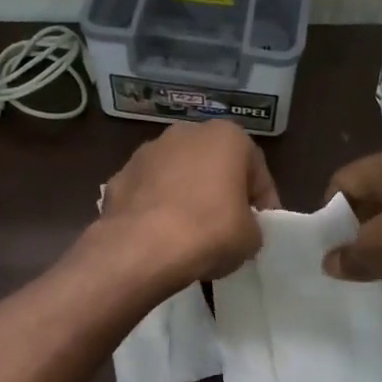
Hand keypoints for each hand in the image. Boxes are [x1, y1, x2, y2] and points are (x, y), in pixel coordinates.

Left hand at [99, 120, 281, 286]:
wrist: (142, 248)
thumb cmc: (210, 232)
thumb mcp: (251, 238)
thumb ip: (251, 225)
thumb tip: (239, 229)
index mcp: (227, 136)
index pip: (256, 170)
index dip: (262, 202)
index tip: (261, 228)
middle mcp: (185, 133)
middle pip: (214, 166)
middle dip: (221, 193)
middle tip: (227, 228)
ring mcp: (146, 152)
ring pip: (177, 176)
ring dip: (186, 198)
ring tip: (190, 236)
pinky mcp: (119, 177)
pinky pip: (148, 195)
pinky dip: (155, 210)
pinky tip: (159, 238)